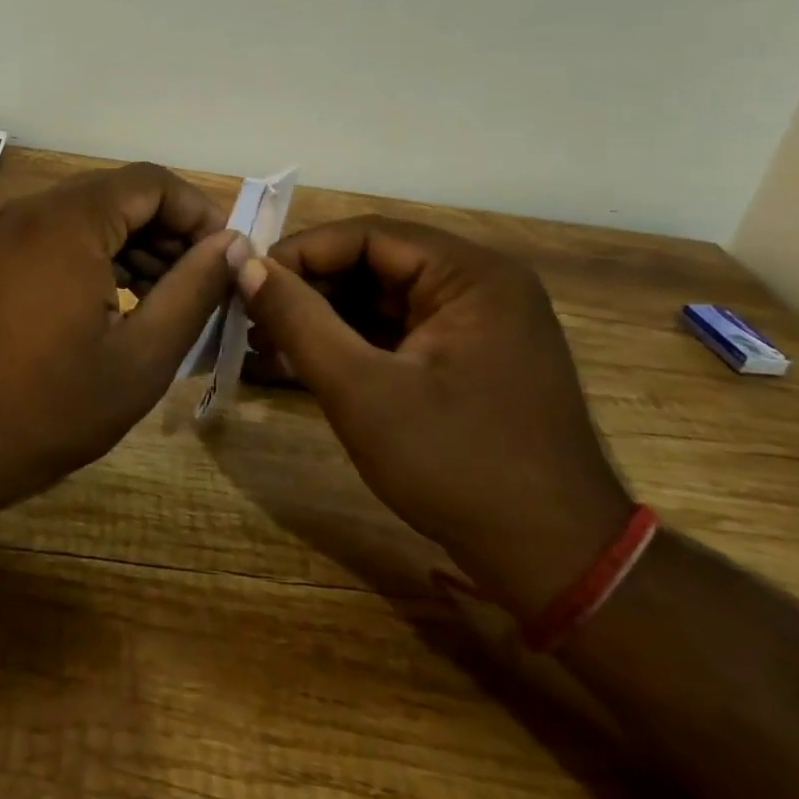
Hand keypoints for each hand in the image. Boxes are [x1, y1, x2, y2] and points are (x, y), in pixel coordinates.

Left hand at [0, 163, 235, 533]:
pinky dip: (102, 258)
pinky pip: (65, 237)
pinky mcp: (0, 257)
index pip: (154, 182)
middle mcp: (37, 210)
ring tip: (170, 303)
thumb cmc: (46, 408)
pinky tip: (123, 306)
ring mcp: (12, 232)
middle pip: (123, 195)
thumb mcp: (140, 358)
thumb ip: (193, 292)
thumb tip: (232, 246)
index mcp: (71, 221)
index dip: (200, 213)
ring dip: (139, 248)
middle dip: (171, 233)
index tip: (226, 261)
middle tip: (204, 287)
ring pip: (94, 216)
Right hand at [235, 216, 633, 617]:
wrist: (555, 563)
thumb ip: (298, 320)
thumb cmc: (456, 465)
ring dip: (324, 319)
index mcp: (471, 274)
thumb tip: (243, 263)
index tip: (247, 283)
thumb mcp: (362, 390)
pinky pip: (398, 332)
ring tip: (264, 344)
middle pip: (374, 265)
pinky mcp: (469, 358)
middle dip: (309, 291)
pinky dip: (352, 345)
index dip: (301, 254)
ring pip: (382, 300)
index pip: (367, 235)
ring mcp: (478, 323)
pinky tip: (303, 364)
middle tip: (251, 320)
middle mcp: (480, 284)